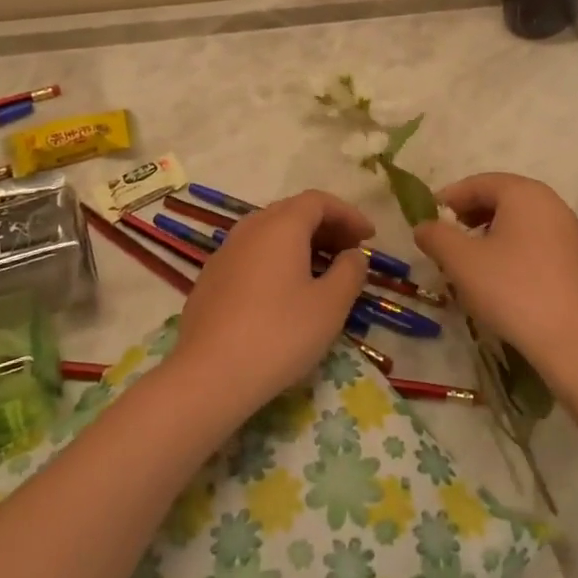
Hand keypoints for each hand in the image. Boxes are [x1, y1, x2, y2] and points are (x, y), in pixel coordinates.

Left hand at [171, 190, 373, 411]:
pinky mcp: (211, 278)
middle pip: (293, 212)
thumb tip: (353, 255)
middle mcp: (250, 228)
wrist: (208, 376)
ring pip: (270, 233)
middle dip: (326, 227)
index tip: (369, 237)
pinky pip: (252, 254)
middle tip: (350, 252)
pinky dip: (277, 259)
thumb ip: (349, 272)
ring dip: (301, 243)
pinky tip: (285, 291)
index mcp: (281, 225)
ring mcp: (225, 252)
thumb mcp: (329, 306)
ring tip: (322, 271)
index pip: (318, 201)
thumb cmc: (279, 335)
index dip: (348, 214)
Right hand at [412, 173, 577, 381]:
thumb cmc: (511, 290)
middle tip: (448, 238)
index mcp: (524, 193)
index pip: (478, 183)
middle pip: (501, 198)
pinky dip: (513, 247)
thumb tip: (423, 226)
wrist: (572, 341)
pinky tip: (502, 276)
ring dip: (491, 232)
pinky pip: (537, 240)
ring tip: (471, 259)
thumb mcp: (461, 262)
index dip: (449, 198)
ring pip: (520, 220)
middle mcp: (551, 202)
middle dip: (470, 214)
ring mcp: (569, 230)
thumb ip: (436, 236)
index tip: (429, 219)